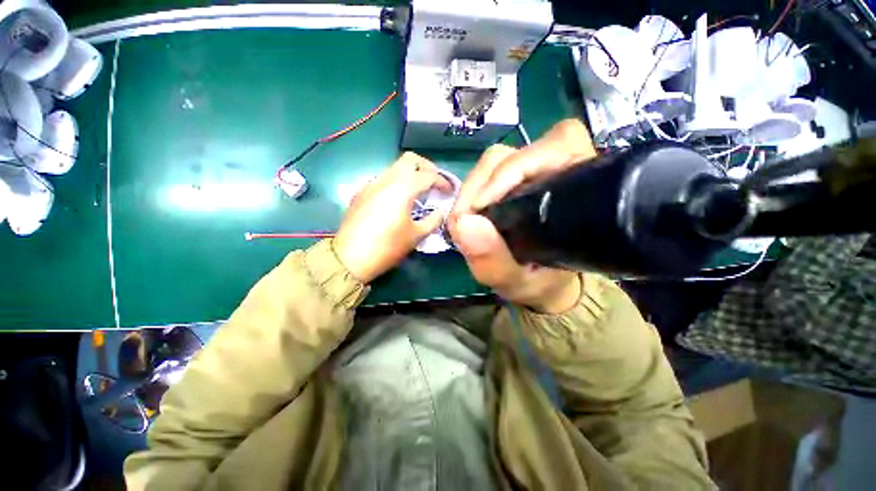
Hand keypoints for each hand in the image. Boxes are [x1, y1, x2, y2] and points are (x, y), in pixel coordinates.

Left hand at [334, 152, 450, 283]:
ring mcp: (371, 184)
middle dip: (427, 167)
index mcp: (402, 188)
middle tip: (435, 183)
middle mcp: (386, 179)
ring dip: (410, 174)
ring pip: (395, 168)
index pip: (428, 175)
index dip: (443, 181)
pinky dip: (396, 183)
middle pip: (410, 159)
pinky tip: (398, 200)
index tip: (450, 191)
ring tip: (419, 192)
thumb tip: (442, 210)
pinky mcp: (361, 192)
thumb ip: (433, 220)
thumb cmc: (387, 247)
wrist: (349, 258)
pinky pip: (383, 179)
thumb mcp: (416, 235)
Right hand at [448, 120, 596, 312]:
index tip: (481, 209)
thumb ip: (493, 260)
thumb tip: (463, 223)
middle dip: (482, 185)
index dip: (511, 172)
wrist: (543, 283)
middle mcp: (558, 171)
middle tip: (466, 218)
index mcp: (578, 190)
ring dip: (475, 187)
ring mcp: (532, 172)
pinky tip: (472, 211)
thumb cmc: (539, 282)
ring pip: (498, 159)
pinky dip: (473, 190)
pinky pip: (488, 172)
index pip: (554, 148)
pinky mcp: (513, 180)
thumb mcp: (516, 282)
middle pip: (513, 153)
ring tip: (468, 216)